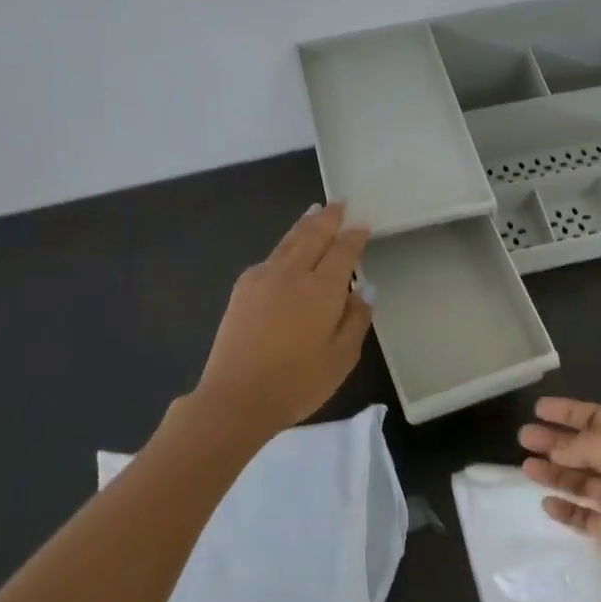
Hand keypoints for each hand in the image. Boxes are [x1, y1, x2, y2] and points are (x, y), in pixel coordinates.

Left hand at [192, 203, 372, 436]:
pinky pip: (269, 259)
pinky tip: (284, 252)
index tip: (363, 223)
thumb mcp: (342, 357)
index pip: (343, 252)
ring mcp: (262, 279)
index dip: (354, 236)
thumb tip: (364, 289)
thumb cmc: (297, 382)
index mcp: (321, 289)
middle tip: (339, 204)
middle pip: (312, 236)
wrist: (236, 397)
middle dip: (328, 218)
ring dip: (304, 225)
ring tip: (314, 211)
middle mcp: (292, 274)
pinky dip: (283, 248)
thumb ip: (356, 319)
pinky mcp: (242, 291)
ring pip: (288, 242)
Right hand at [518, 398, 600, 601]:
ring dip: (553, 471)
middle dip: (554, 441)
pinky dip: (564, 509)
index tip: (538, 408)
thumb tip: (557, 447)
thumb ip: (587, 446)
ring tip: (526, 467)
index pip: (597, 419)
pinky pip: (581, 515)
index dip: (568, 412)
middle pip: (583, 448)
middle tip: (523, 437)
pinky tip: (546, 502)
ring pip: (579, 480)